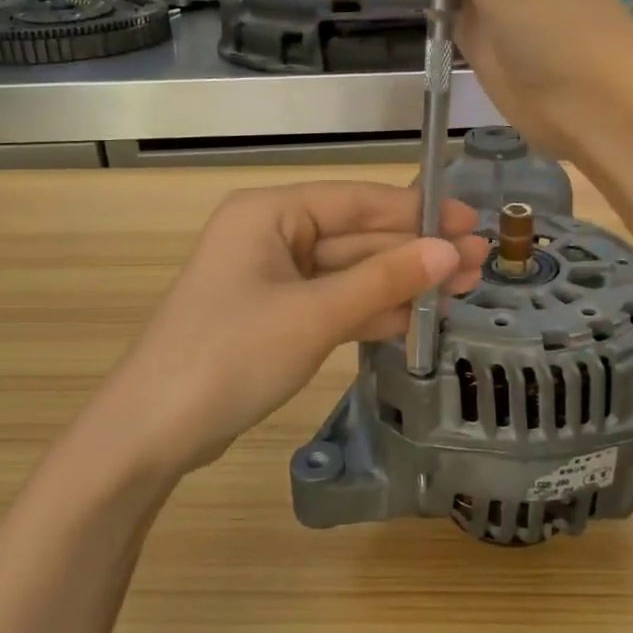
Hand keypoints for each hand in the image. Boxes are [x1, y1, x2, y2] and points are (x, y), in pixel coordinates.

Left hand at [81, 181, 487, 478]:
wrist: (152, 432)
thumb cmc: (229, 356)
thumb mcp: (314, 315)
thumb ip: (383, 280)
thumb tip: (450, 250)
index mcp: (269, 214)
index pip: (356, 200)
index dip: (416, 211)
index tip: (471, 222)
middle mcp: (270, 237)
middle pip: (356, 237)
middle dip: (415, 252)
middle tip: (480, 263)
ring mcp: (271, 281)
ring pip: (348, 273)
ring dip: (400, 283)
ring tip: (463, 290)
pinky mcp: (274, 319)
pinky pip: (333, 304)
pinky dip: (371, 311)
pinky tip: (417, 319)